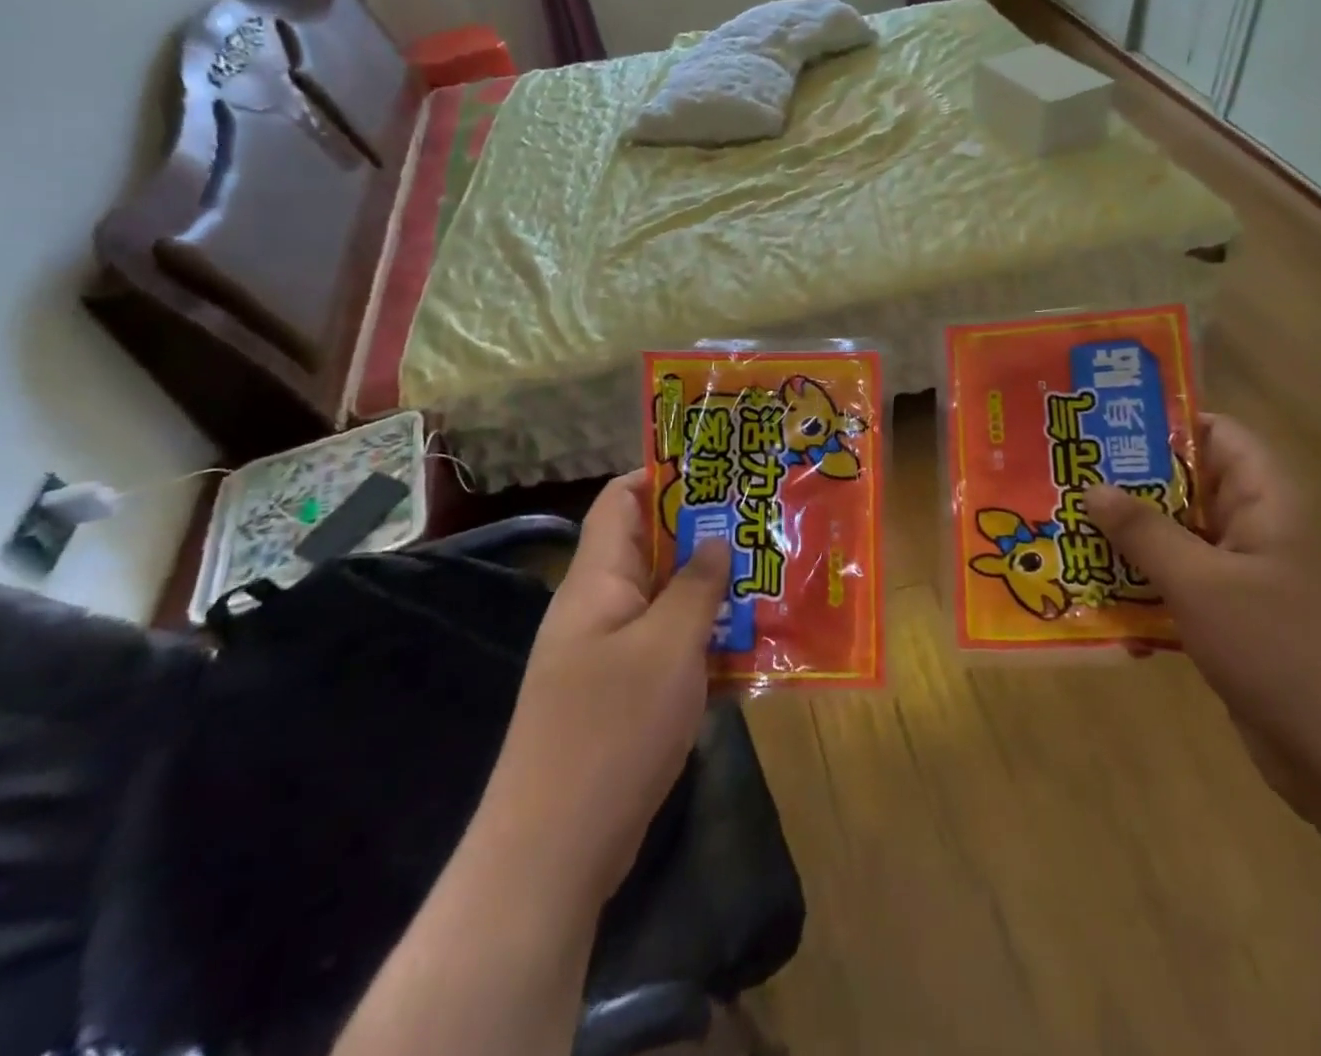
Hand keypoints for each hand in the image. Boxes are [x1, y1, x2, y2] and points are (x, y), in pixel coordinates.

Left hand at [487, 470, 730, 913]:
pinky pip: (667, 646)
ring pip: (665, 600)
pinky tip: (750, 642)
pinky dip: (704, 637)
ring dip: (710, 588)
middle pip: (651, 549)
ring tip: (767, 572)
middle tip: (760, 520)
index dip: (663, 475)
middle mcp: (598, 608)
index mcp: (597, 581)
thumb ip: (696, 587)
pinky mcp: (622, 696)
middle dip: (704, 532)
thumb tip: (716, 539)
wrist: (553, 852)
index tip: (719, 467)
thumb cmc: (610, 730)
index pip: (621, 501)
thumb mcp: (667, 647)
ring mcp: (608, 654)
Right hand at [1085, 417, 1320, 823]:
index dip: (1161, 422)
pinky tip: (1086, 590)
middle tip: (1059, 475)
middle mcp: (1252, 529)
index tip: (1098, 422)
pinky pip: (1173, 587)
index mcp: (1264, 501)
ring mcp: (1239, 579)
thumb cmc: (1285, 652)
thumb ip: (1145, 532)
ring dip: (1124, 538)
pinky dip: (1136, 585)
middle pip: (1183, 486)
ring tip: (1059, 525)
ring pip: (1173, 539)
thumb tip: (1092, 486)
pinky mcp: (1226, 623)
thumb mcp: (1203, 583)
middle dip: (1124, 484)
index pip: (1215, 434)